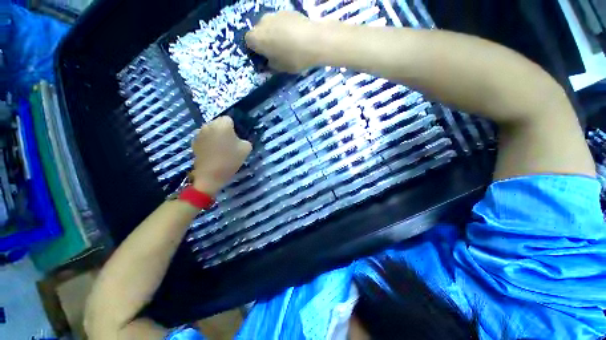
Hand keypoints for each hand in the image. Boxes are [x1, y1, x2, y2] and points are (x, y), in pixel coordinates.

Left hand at [191, 116, 251, 195]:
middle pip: (218, 123)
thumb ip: (245, 140)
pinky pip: (204, 138)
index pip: (229, 119)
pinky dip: (208, 142)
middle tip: (229, 143)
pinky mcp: (194, 142)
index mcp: (222, 124)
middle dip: (224, 130)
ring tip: (220, 148)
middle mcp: (209, 125)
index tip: (236, 139)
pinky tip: (212, 152)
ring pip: (210, 130)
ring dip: (215, 135)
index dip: (234, 128)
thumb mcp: (246, 149)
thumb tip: (239, 139)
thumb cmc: (230, 159)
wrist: (211, 175)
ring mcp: (199, 133)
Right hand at [245, 12, 319, 72]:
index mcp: (257, 38)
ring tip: (287, 44)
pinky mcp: (287, 11)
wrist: (314, 41)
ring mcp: (275, 14)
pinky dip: (284, 28)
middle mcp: (262, 22)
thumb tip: (269, 60)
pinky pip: (281, 21)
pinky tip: (295, 36)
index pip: (248, 42)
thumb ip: (270, 64)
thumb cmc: (294, 59)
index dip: (255, 50)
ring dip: (274, 33)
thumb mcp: (280, 68)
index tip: (263, 57)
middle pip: (259, 31)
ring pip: (270, 25)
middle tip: (275, 51)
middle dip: (264, 40)